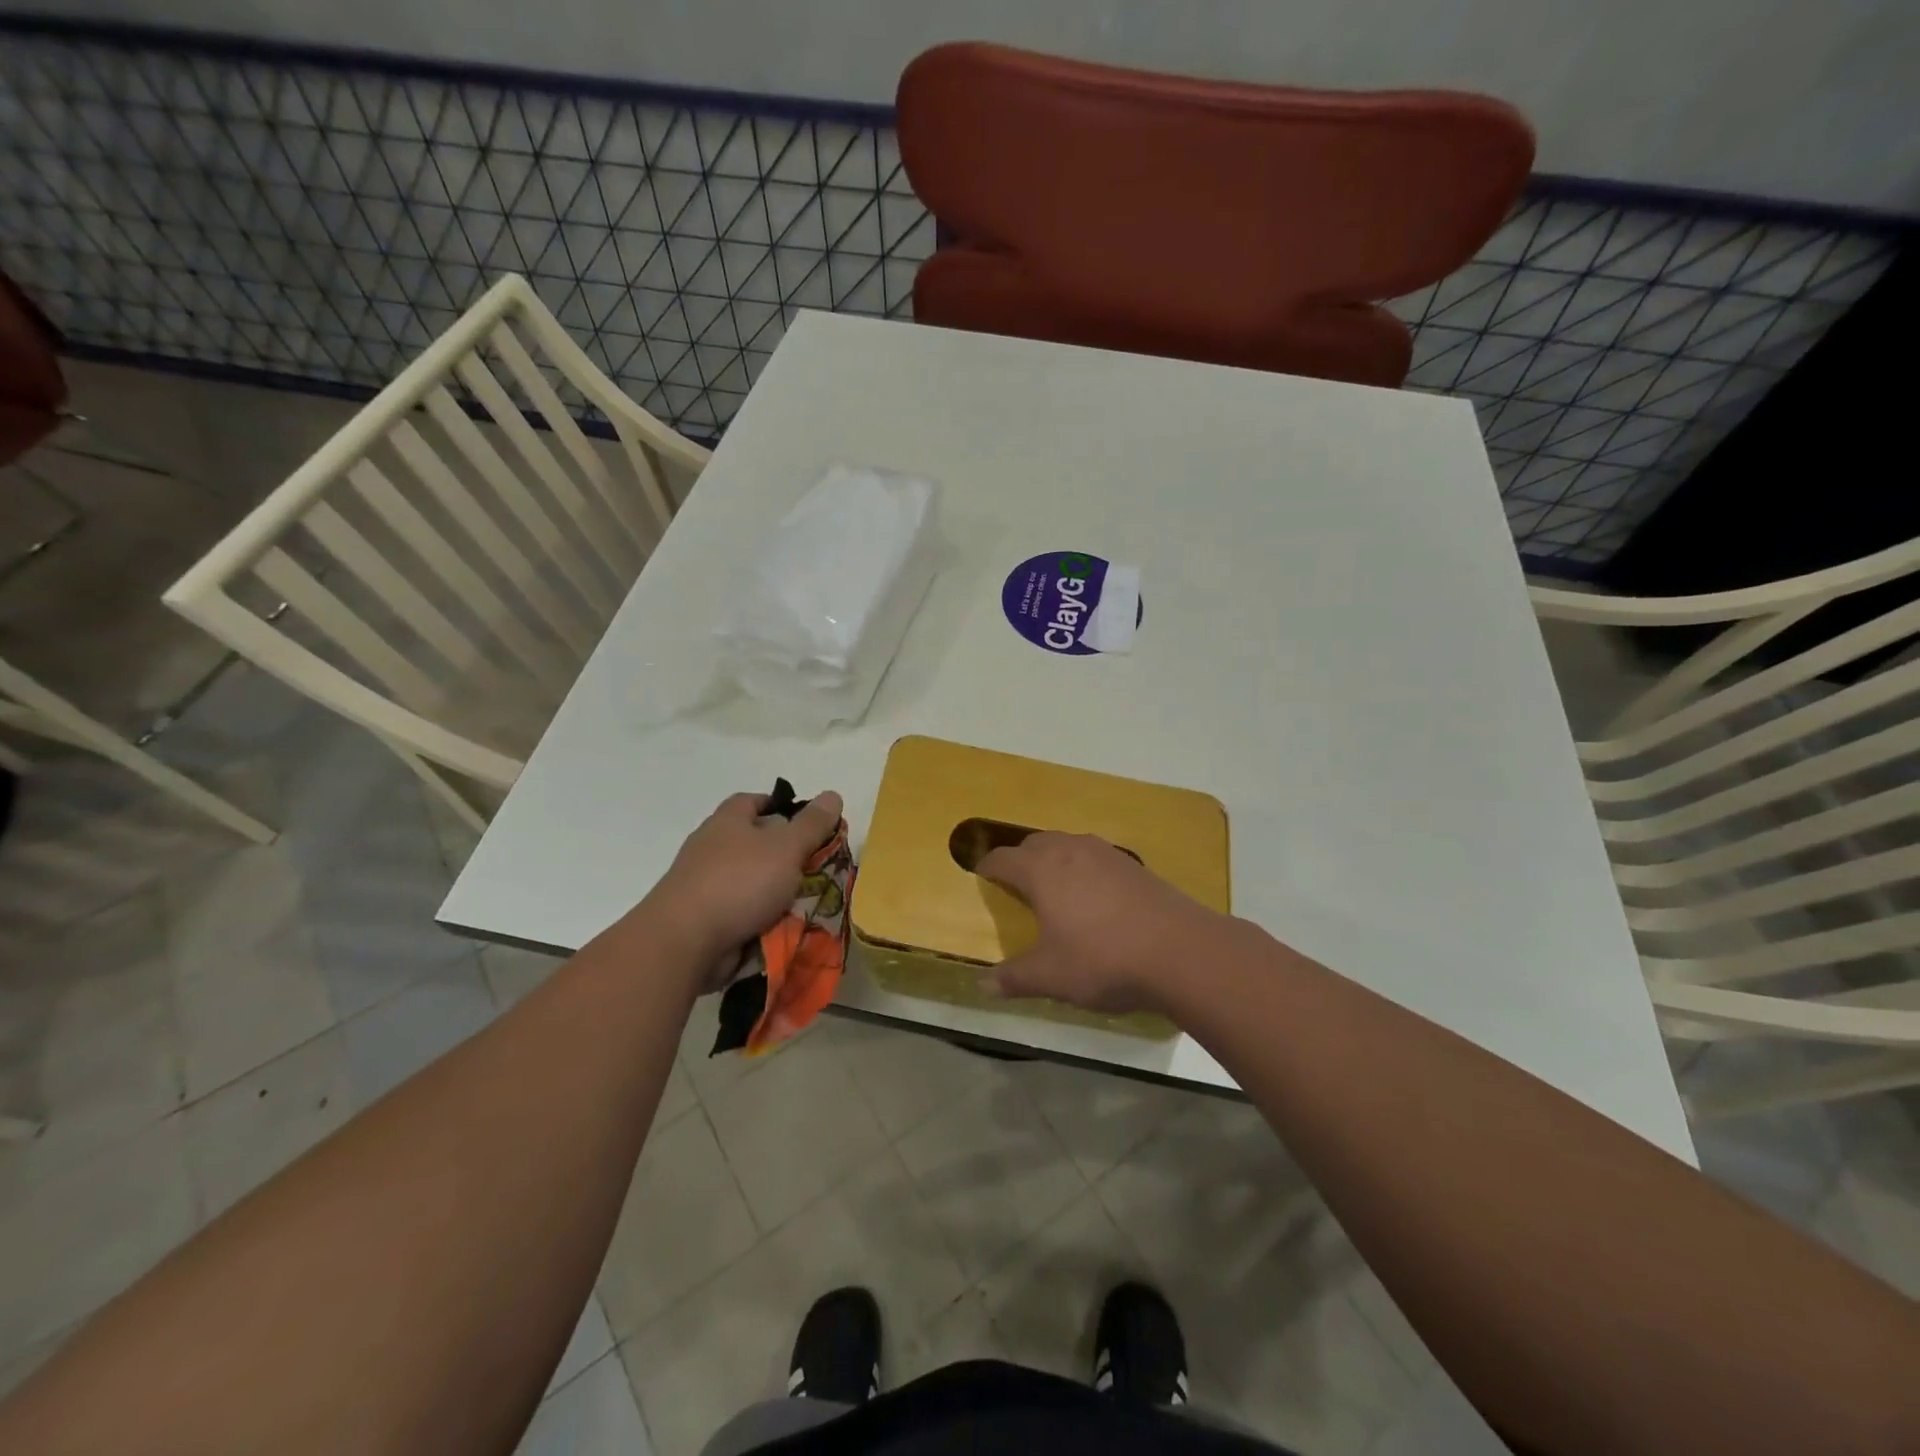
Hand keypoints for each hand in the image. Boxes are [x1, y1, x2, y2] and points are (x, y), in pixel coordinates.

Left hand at [650, 789, 843, 988]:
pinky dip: (761, 918)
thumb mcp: (786, 848)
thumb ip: (811, 824)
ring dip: (775, 890)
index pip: (752, 801)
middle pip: (753, 842)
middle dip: (784, 853)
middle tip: (817, 865)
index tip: (807, 821)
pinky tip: (784, 927)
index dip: (779, 805)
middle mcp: (711, 848)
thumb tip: (832, 794)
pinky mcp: (703, 919)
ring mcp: (703, 885)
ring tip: (808, 901)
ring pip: (749, 880)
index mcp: (727, 822)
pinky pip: (741, 912)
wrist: (684, 942)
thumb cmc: (738, 883)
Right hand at [975, 832, 1223, 1014]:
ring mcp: (1105, 854)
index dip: (987, 868)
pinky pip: (1095, 857)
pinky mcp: (1133, 864)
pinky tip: (1094, 898)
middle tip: (1015, 886)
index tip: (981, 878)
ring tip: (1054, 889)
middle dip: (1020, 860)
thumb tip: (983, 984)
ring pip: (1067, 845)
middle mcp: (1070, 851)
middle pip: (1034, 843)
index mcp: (1041, 870)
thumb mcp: (1051, 977)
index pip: (1003, 858)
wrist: (1180, 951)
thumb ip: (1014, 978)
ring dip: (1053, 860)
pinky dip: (1083, 869)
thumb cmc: (1103, 960)